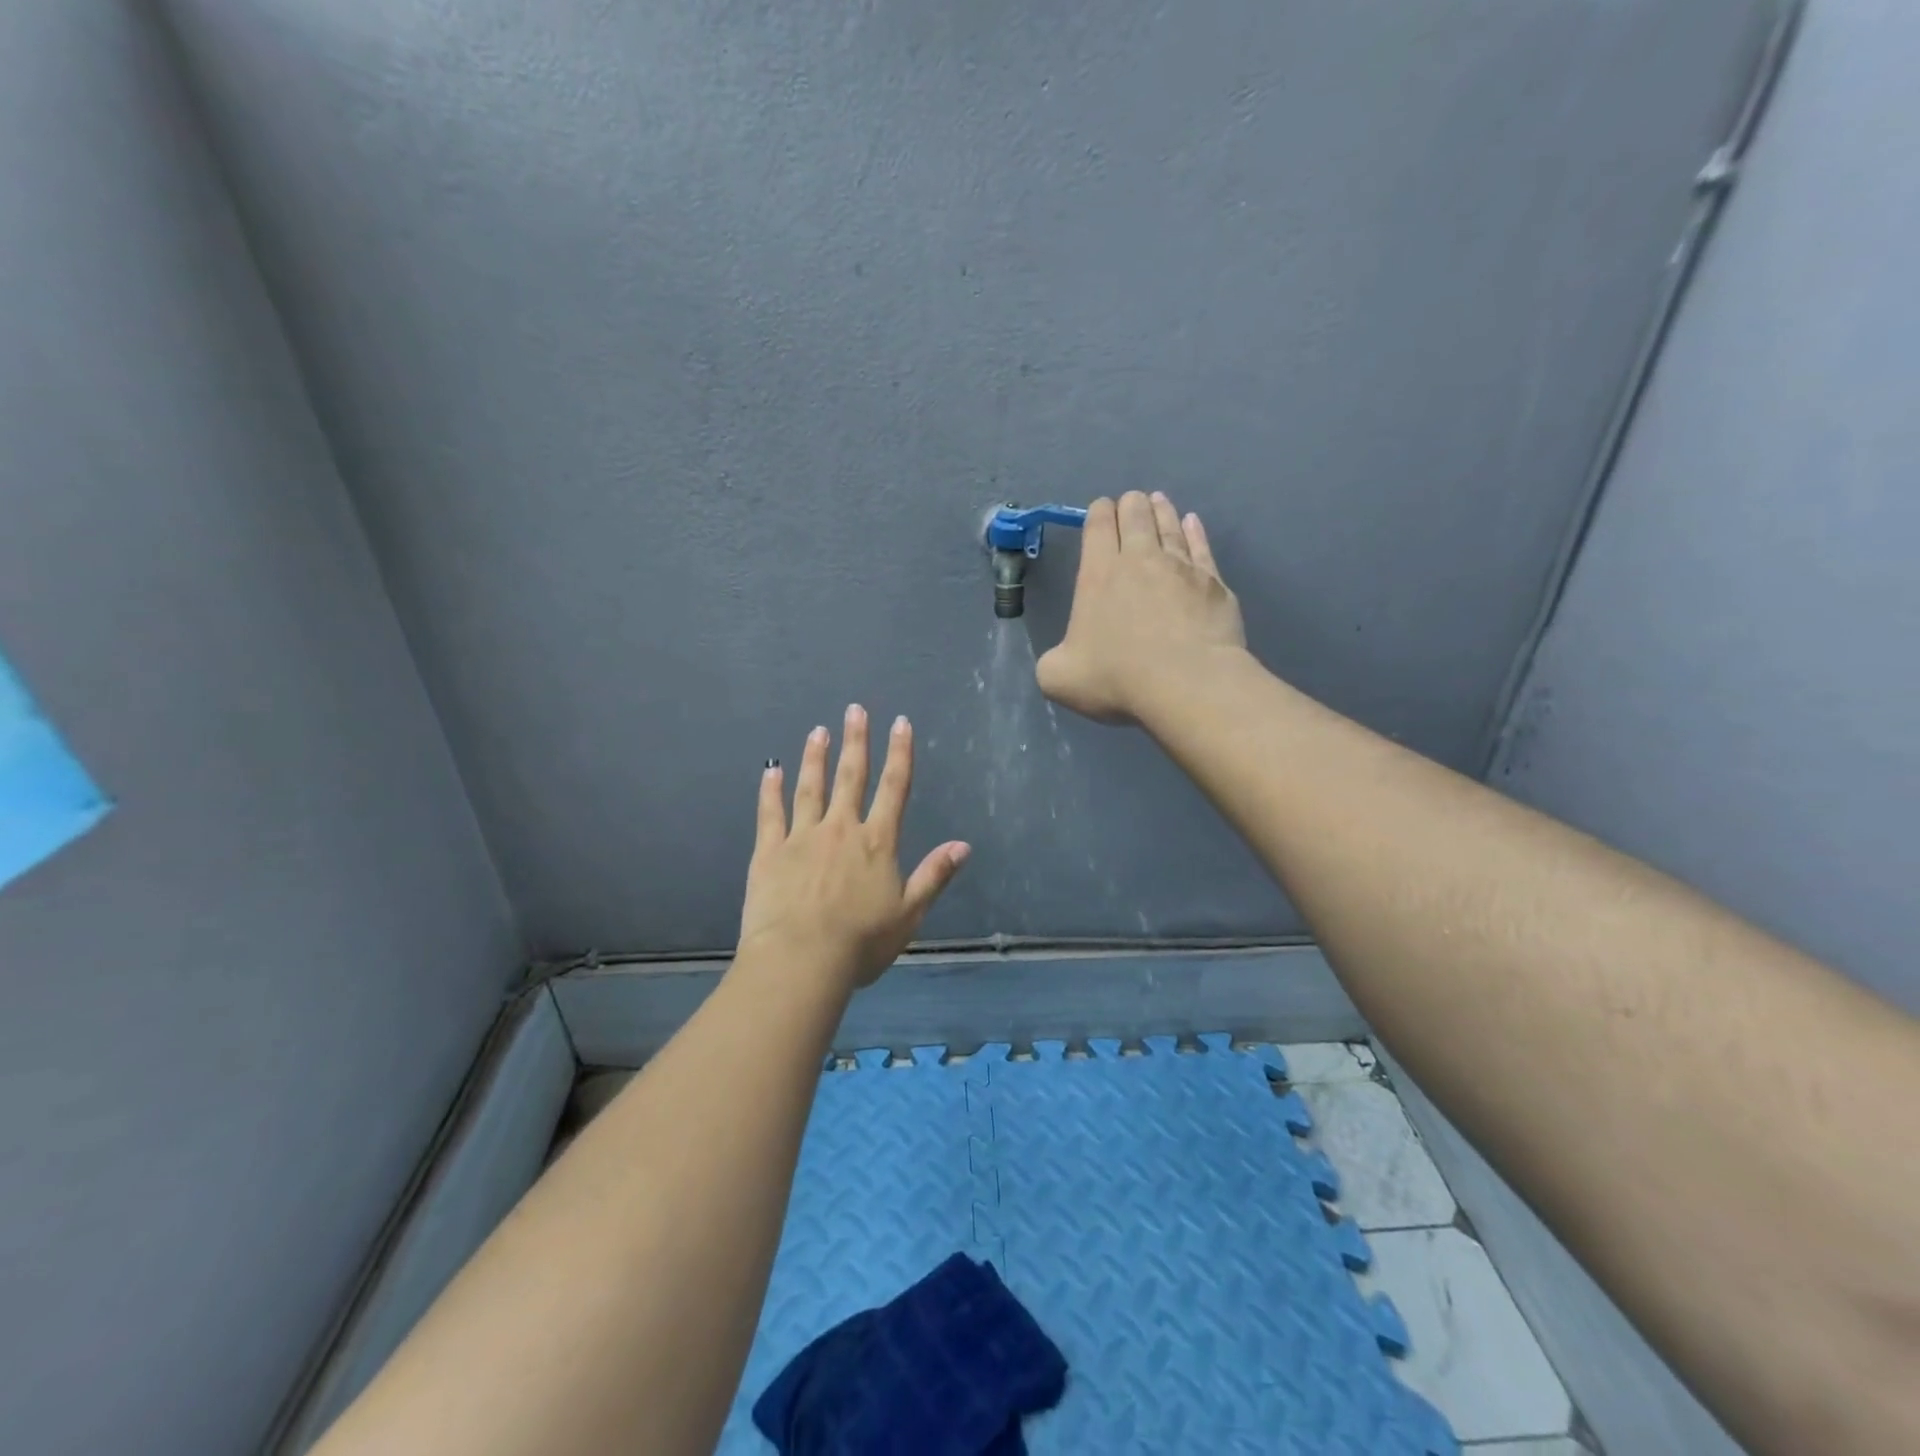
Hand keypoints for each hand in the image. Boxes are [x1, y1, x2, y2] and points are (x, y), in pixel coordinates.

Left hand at [737, 705, 969, 990]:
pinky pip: (770, 814)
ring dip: (816, 758)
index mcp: (877, 843)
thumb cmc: (860, 942)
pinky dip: (770, 791)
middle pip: (851, 777)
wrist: (800, 960)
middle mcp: (841, 829)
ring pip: (810, 788)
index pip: (894, 788)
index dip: (899, 753)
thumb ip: (934, 876)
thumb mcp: (909, 914)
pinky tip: (771, 770)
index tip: (900, 723)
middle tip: (855, 709)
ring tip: (818, 731)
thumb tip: (963, 845)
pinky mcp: (770, 852)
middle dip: (856, 741)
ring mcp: (802, 837)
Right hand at [1036, 491, 1246, 724]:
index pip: (1098, 527)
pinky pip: (1201, 546)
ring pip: (1170, 526)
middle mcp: (1140, 560)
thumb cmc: (1117, 678)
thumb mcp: (1059, 678)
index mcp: (1099, 575)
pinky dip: (1195, 531)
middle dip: (1130, 505)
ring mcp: (1182, 568)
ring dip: (1161, 511)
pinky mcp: (1214, 583)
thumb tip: (1064, 658)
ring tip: (1158, 501)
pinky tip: (1193, 523)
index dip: (1098, 513)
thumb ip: (1054, 662)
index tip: (1100, 509)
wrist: (1187, 684)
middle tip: (1130, 503)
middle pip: (1136, 516)